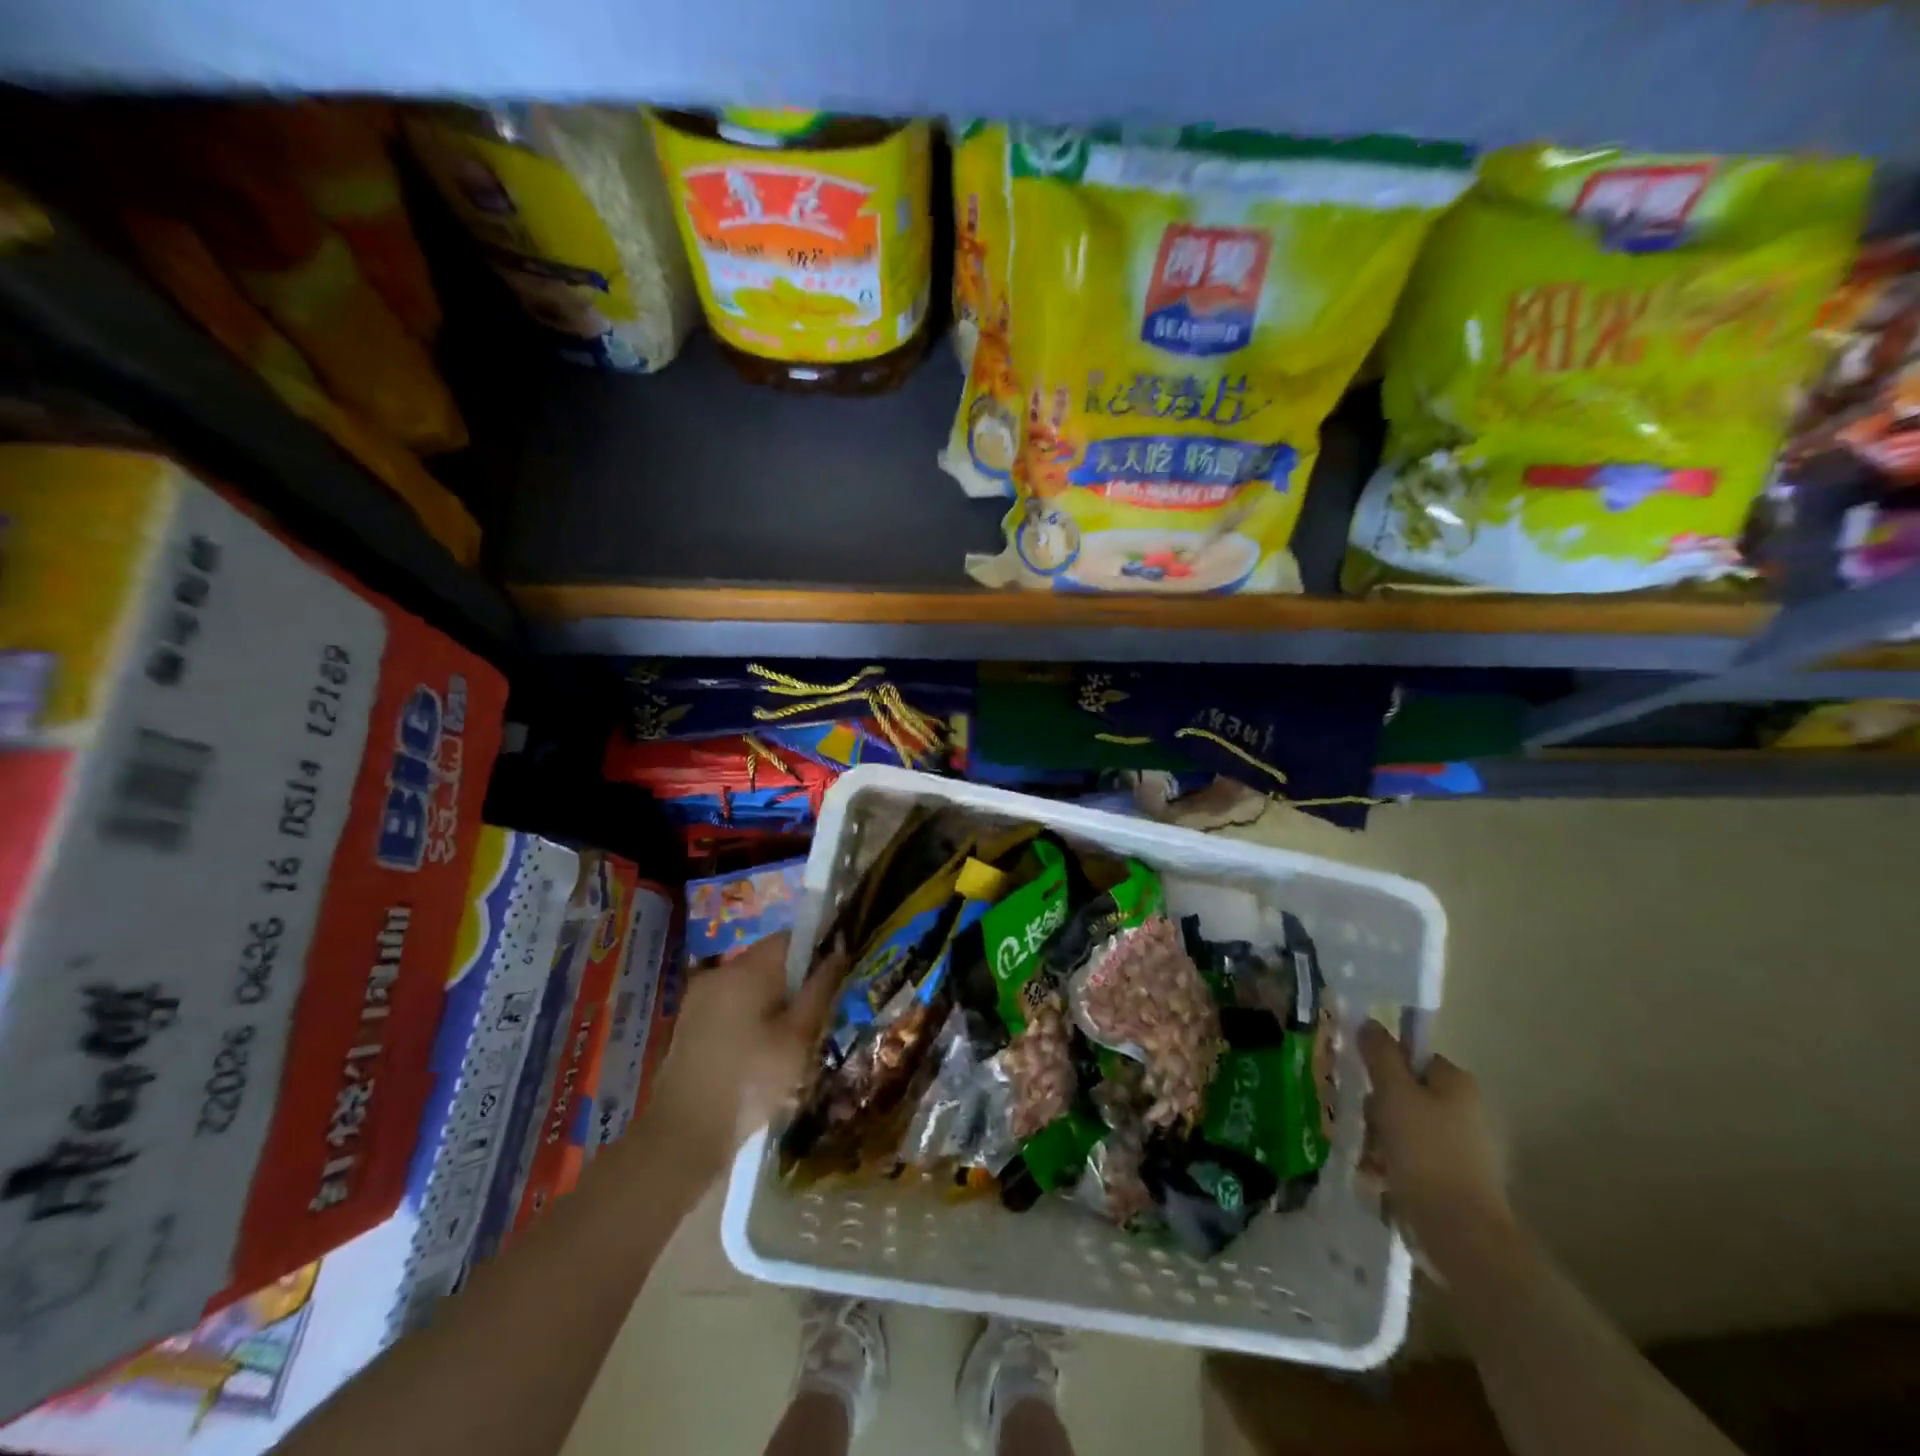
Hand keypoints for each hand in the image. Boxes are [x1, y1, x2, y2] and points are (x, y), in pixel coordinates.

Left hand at [644, 932, 841, 1174]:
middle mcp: (719, 972)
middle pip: (769, 961)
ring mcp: (699, 998)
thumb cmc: (750, 1081)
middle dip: (795, 981)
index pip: (790, 938)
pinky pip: (731, 1005)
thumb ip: (820, 989)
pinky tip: (760, 1054)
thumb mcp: (798, 1037)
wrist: (682, 1137)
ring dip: (773, 1002)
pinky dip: (751, 1018)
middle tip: (816, 1018)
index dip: (816, 950)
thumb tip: (839, 952)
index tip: (833, 980)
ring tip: (791, 1042)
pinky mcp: (689, 1024)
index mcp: (746, 969)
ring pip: (750, 985)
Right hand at [1359, 1020, 1512, 1267]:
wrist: (1461, 1232)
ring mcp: (1464, 1149)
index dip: (1383, 1067)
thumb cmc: (1425, 1151)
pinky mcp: (1456, 1182)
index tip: (1363, 1084)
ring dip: (1379, 1140)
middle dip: (1377, 1109)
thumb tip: (1370, 1022)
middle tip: (1365, 1125)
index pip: (1412, 1057)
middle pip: (1405, 1093)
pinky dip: (1392, 1166)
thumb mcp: (1394, 1093)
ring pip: (1404, 1128)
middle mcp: (1466, 1110)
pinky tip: (1377, 1180)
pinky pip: (1413, 1160)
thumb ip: (1380, 1054)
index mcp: (1457, 1083)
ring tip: (1368, 1161)